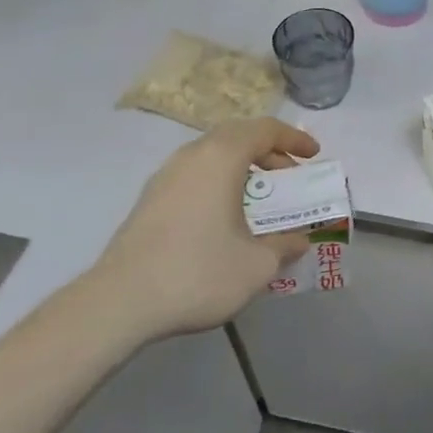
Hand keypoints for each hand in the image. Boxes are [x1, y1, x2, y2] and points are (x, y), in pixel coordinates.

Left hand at [88, 117, 320, 339]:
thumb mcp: (257, 265)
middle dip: (268, 150)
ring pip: (212, 154)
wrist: (119, 303)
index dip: (294, 138)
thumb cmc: (197, 272)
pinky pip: (194, 173)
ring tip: (257, 195)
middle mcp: (192, 155)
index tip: (313, 155)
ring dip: (241, 165)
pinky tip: (223, 215)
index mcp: (222, 156)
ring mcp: (165, 175)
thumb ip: (284, 246)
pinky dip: (218, 180)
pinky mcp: (149, 199)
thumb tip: (300, 240)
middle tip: (288, 173)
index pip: (265, 130)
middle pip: (237, 135)